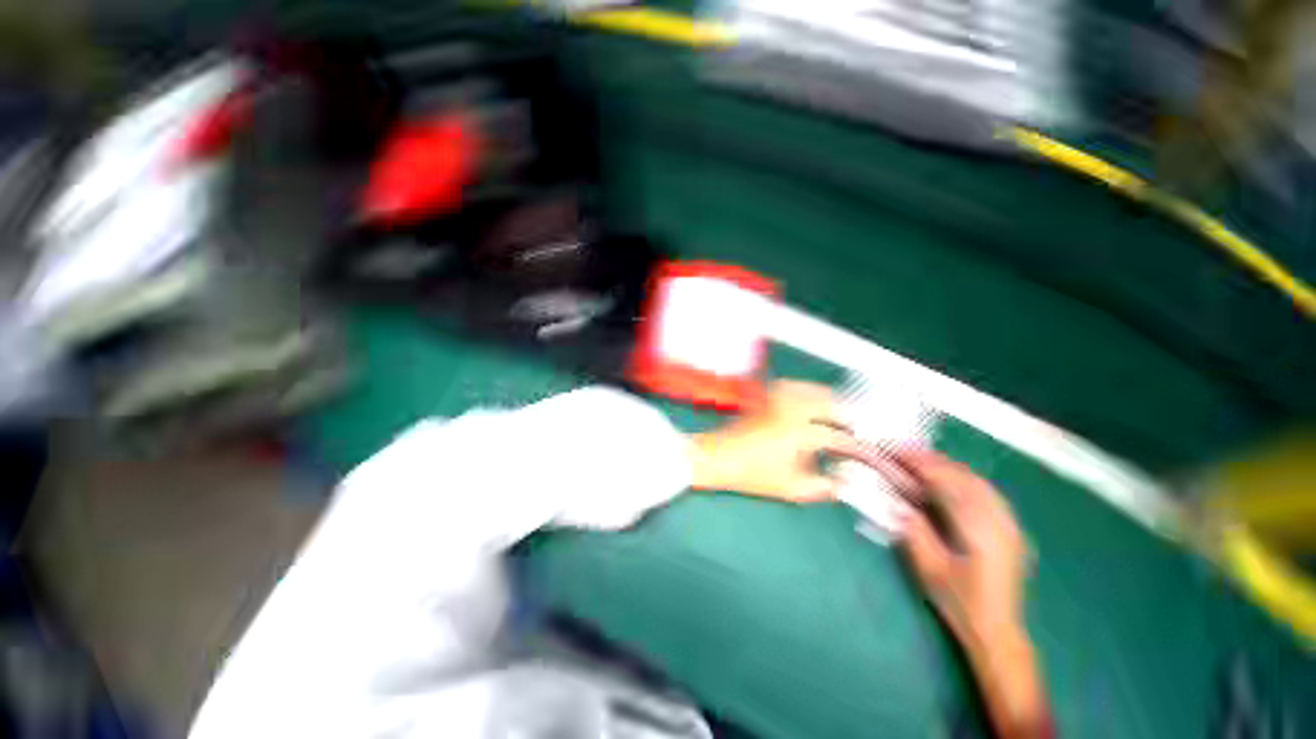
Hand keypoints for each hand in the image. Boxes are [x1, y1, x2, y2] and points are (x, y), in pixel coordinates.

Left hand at [688, 380, 852, 501]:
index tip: (864, 453)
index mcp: (799, 432)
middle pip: (830, 402)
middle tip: (856, 429)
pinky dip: (808, 391)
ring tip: (838, 414)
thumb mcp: (790, 488)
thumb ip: (822, 487)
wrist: (716, 456)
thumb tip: (843, 483)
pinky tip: (810, 401)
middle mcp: (791, 409)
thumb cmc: (751, 474)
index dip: (855, 446)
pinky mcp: (766, 395)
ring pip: (812, 389)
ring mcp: (778, 398)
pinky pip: (794, 386)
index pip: (837, 436)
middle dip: (848, 415)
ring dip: (830, 399)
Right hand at [894, 451, 1050, 738]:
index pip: (949, 485)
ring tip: (922, 460)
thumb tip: (898, 500)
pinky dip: (965, 479)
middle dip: (935, 461)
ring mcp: (1010, 525)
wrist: (998, 631)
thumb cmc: (960, 602)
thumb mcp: (930, 569)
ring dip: (950, 467)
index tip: (897, 452)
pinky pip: (988, 492)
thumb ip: (915, 531)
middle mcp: (1000, 523)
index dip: (922, 464)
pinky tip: (951, 479)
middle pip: (966, 478)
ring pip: (979, 482)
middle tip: (904, 451)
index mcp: (980, 532)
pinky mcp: (1011, 529)